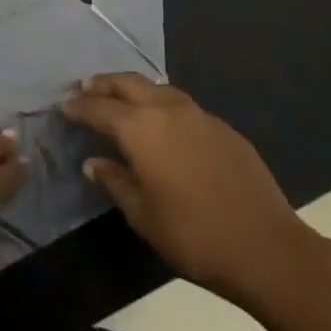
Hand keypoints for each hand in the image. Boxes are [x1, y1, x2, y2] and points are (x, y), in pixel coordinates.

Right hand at [63, 74, 330, 318]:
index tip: (64, 107)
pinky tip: (163, 124)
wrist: (266, 247)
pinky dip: (162, 105)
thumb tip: (93, 162)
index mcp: (141, 129)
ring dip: (134, 89)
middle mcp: (167, 110)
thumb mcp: (142, 215)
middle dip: (103, 84)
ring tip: (121, 99)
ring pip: (157, 88)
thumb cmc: (193, 236)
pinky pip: (182, 105)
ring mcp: (199, 115)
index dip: (79, 107)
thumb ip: (115, 182)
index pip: (99, 108)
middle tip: (85, 89)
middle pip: (128, 83)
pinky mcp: (223, 128)